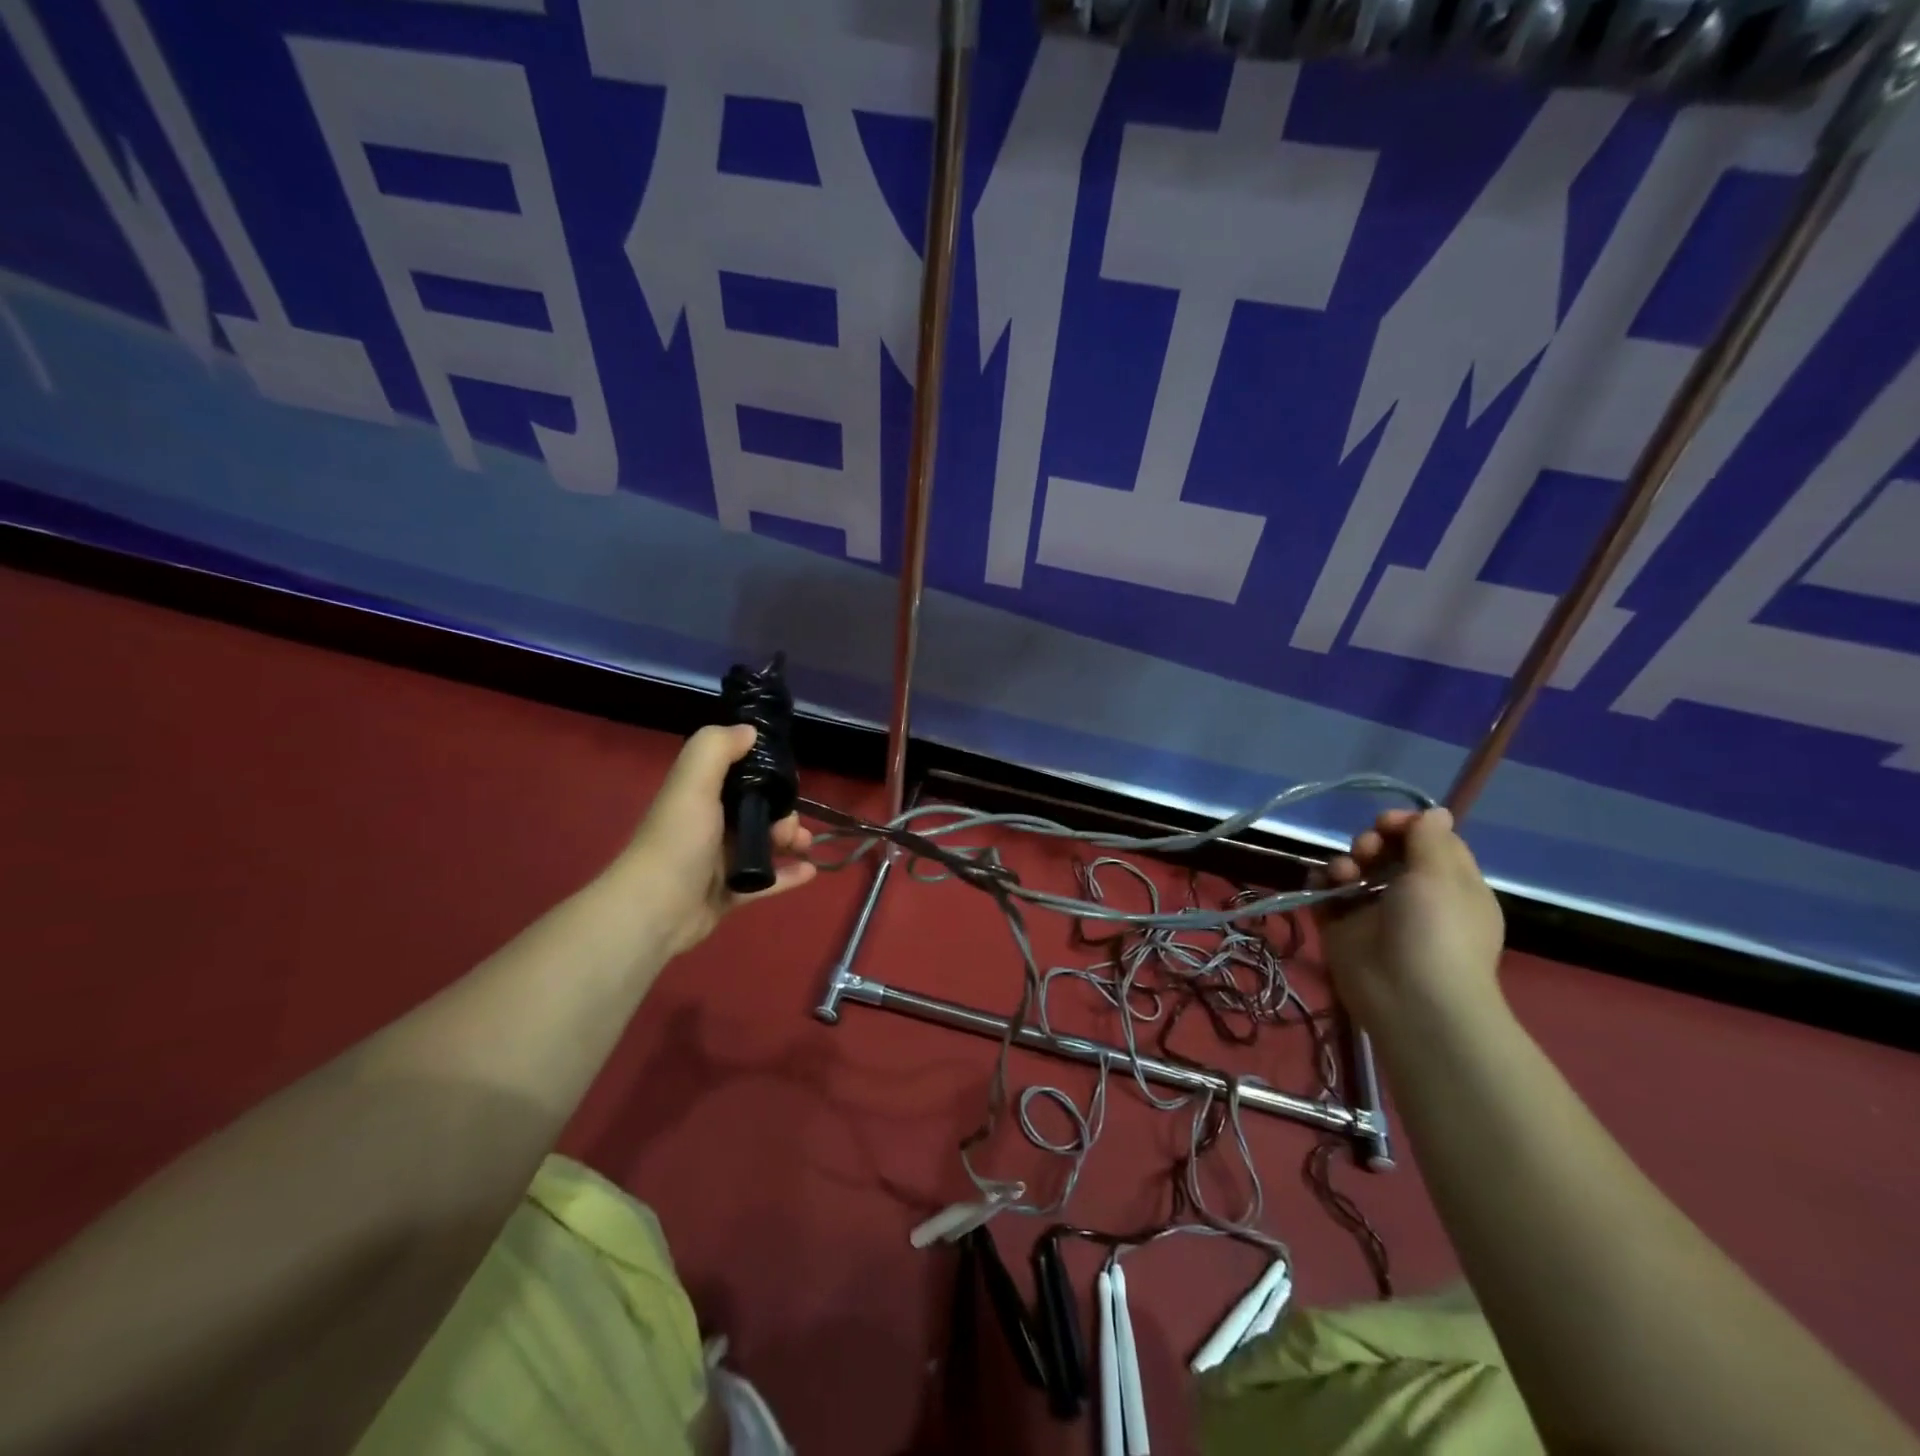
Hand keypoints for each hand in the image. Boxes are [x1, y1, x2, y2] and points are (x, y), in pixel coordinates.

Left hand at [621, 725, 816, 956]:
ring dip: (790, 841)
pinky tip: (811, 871)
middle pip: (758, 811)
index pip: (740, 776)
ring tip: (803, 846)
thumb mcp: (693, 783)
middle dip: (783, 813)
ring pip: (765, 844)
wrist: (656, 909)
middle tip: (790, 826)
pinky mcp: (730, 893)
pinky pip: (766, 881)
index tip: (789, 778)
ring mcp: (720, 861)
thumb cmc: (679, 840)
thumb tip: (749, 730)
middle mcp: (710, 825)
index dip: (766, 774)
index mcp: (701, 796)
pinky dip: (788, 875)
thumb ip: (717, 748)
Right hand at [1312, 807, 1504, 1029]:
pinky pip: (1325, 894)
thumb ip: (1429, 839)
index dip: (1405, 825)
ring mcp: (1374, 912)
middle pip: (1386, 852)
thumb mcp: (1441, 876)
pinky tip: (1323, 883)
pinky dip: (1320, 883)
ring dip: (1344, 861)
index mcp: (1449, 884)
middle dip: (1371, 841)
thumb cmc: (1436, 930)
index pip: (1427, 841)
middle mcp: (1412, 895)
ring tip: (1344, 874)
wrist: (1409, 998)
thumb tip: (1435, 812)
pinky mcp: (1341, 927)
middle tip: (1367, 850)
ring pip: (1353, 869)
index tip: (1387, 822)